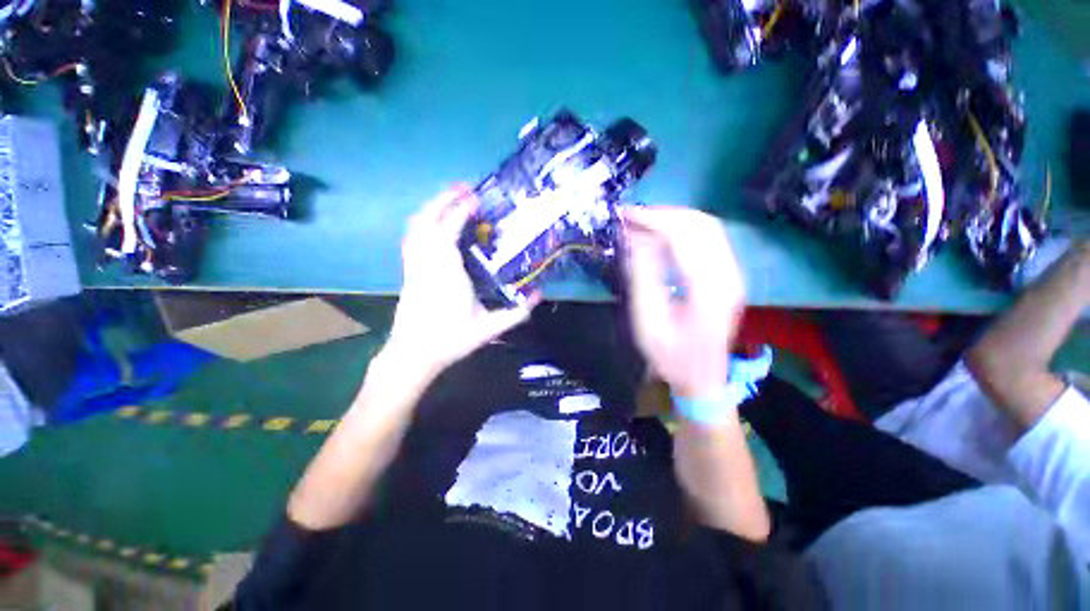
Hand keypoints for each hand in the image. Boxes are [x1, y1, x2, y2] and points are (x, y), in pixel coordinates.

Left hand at [386, 187, 538, 375]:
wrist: (413, 354)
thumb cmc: (451, 340)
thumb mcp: (489, 328)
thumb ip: (517, 312)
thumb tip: (540, 294)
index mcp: (447, 274)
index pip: (449, 231)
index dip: (461, 211)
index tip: (475, 198)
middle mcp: (426, 263)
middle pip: (427, 221)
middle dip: (443, 199)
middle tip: (463, 188)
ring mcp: (413, 266)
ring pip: (416, 227)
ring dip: (432, 208)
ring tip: (449, 199)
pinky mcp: (408, 271)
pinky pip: (412, 238)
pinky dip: (423, 223)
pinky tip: (434, 223)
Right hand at [622, 206, 745, 397]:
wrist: (701, 378)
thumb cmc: (669, 356)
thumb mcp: (647, 321)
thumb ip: (642, 277)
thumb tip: (636, 239)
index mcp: (707, 289)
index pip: (683, 235)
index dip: (653, 218)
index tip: (626, 214)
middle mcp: (728, 275)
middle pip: (701, 224)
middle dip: (664, 213)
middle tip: (632, 216)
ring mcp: (732, 274)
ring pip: (707, 227)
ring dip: (673, 219)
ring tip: (643, 222)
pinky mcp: (728, 275)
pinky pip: (708, 239)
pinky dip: (683, 230)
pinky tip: (661, 235)